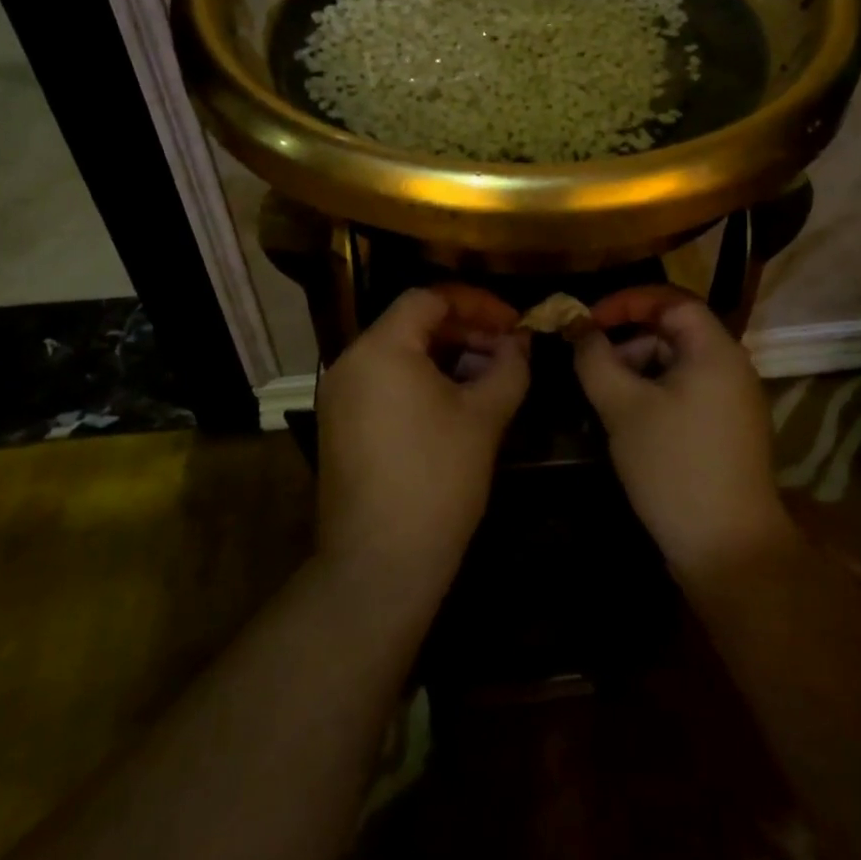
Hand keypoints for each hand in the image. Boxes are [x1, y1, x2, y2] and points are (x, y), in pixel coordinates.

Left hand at [314, 286, 529, 600]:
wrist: (380, 561)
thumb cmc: (437, 478)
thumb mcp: (484, 416)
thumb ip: (509, 367)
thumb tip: (520, 343)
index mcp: (381, 348)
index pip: (429, 298)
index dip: (477, 303)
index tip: (513, 323)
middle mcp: (350, 362)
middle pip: (412, 324)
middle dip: (465, 331)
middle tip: (507, 353)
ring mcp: (340, 396)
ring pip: (400, 355)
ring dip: (447, 358)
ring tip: (488, 380)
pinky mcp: (341, 426)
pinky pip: (385, 383)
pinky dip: (422, 381)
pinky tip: (456, 406)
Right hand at [573, 286, 789, 579]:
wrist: (727, 546)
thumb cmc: (673, 465)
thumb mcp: (623, 407)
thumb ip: (596, 360)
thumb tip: (579, 330)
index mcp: (715, 350)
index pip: (671, 301)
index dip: (626, 302)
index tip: (587, 322)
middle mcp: (731, 367)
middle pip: (674, 332)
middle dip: (627, 342)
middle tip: (590, 367)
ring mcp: (733, 401)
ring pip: (677, 366)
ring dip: (637, 371)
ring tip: (604, 401)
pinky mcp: (726, 430)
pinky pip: (685, 393)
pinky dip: (653, 395)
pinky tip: (628, 424)